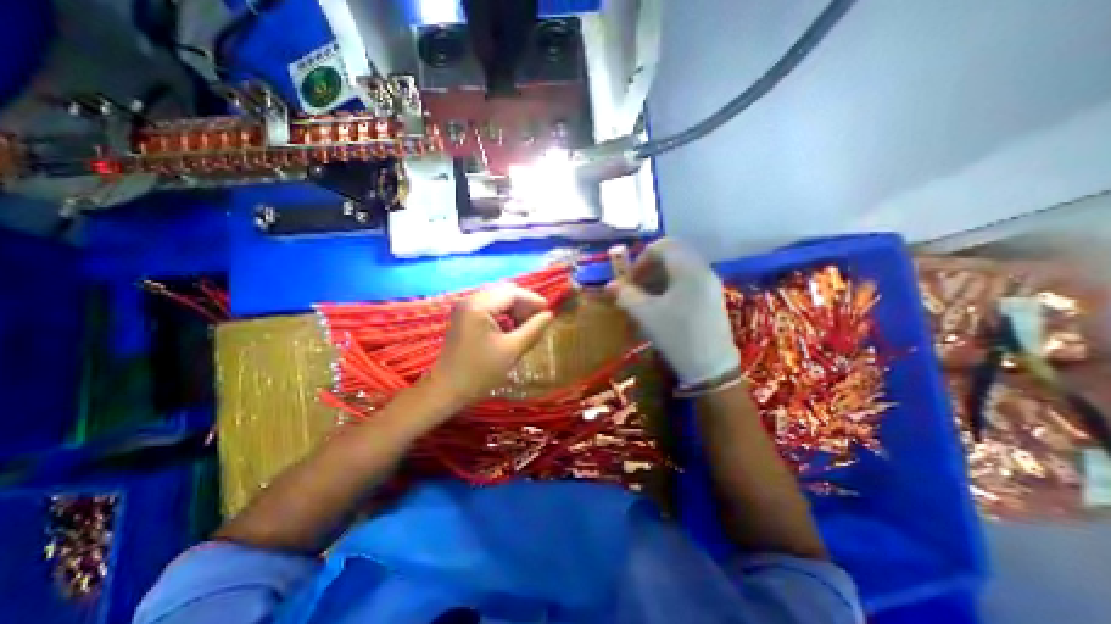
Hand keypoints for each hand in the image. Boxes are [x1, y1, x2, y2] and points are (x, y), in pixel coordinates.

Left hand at [431, 285, 554, 406]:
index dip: (533, 300)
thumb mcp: (512, 350)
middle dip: (524, 303)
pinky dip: (503, 313)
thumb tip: (549, 315)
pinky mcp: (464, 315)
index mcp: (479, 306)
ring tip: (526, 326)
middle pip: (504, 292)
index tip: (549, 312)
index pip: (512, 293)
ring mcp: (465, 307)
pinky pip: (489, 306)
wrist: (447, 390)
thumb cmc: (480, 372)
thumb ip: (533, 329)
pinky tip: (511, 327)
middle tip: (538, 320)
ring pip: (497, 298)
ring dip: (514, 308)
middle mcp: (469, 300)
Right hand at [607, 237, 735, 385]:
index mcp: (688, 269)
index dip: (642, 258)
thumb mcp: (646, 315)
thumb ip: (626, 295)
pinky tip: (661, 304)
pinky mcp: (712, 297)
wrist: (711, 367)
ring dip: (660, 276)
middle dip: (650, 266)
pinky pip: (689, 280)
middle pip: (673, 254)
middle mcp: (703, 270)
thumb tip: (610, 285)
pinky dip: (671, 284)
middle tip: (636, 284)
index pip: (663, 246)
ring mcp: (710, 284)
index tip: (630, 278)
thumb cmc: (677, 336)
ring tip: (645, 296)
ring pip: (681, 267)